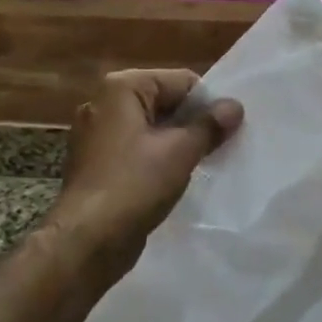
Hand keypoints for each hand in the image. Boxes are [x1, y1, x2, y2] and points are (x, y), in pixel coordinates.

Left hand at [48, 69, 242, 275]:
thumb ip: (210, 125)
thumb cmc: (134, 185)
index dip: (208, 103)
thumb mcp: (180, 151)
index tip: (229, 129)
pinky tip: (175, 180)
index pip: (180, 81)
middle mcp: (103, 104)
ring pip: (151, 130)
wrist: (87, 240)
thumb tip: (235, 106)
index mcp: (121, 88)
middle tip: (222, 146)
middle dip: (193, 123)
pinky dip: (157, 160)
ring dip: (177, 144)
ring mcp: (96, 135)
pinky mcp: (96, 164)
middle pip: (164, 103)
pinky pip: (136, 151)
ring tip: (204, 164)